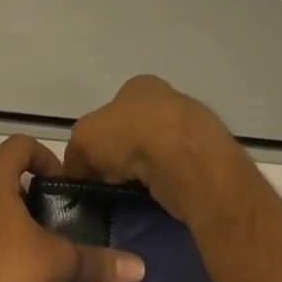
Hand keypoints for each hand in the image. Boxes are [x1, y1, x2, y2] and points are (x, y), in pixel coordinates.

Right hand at [65, 75, 247, 219]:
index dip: (100, 137)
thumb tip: (75, 171)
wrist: (184, 158)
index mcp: (139, 86)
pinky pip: (177, 171)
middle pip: (137, 130)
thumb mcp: (83, 139)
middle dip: (124, 154)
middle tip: (112, 181)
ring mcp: (191, 127)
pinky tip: (158, 195)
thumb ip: (75, 154)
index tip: (94, 165)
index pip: (113, 110)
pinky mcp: (207, 156)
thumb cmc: (130, 134)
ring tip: (134, 192)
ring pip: (159, 152)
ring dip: (147, 170)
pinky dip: (166, 183)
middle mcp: (168, 99)